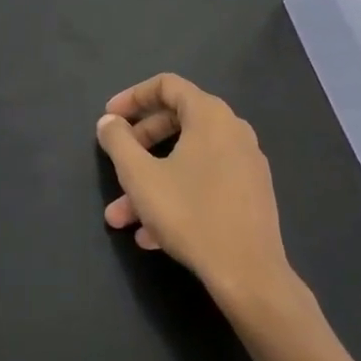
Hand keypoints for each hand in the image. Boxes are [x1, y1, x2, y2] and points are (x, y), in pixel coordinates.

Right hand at [96, 74, 298, 309]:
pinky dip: (176, 196)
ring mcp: (245, 164)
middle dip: (138, 146)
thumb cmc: (190, 214)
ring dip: (151, 182)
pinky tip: (151, 235)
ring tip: (121, 217)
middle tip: (114, 163)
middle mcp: (233, 131)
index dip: (133, 97)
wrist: (249, 274)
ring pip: (187, 161)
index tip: (109, 118)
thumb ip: (118, 141)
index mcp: (210, 115)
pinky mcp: (251, 195)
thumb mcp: (140, 176)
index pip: (167, 85)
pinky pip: (205, 182)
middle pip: (176, 122)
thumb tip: (109, 121)